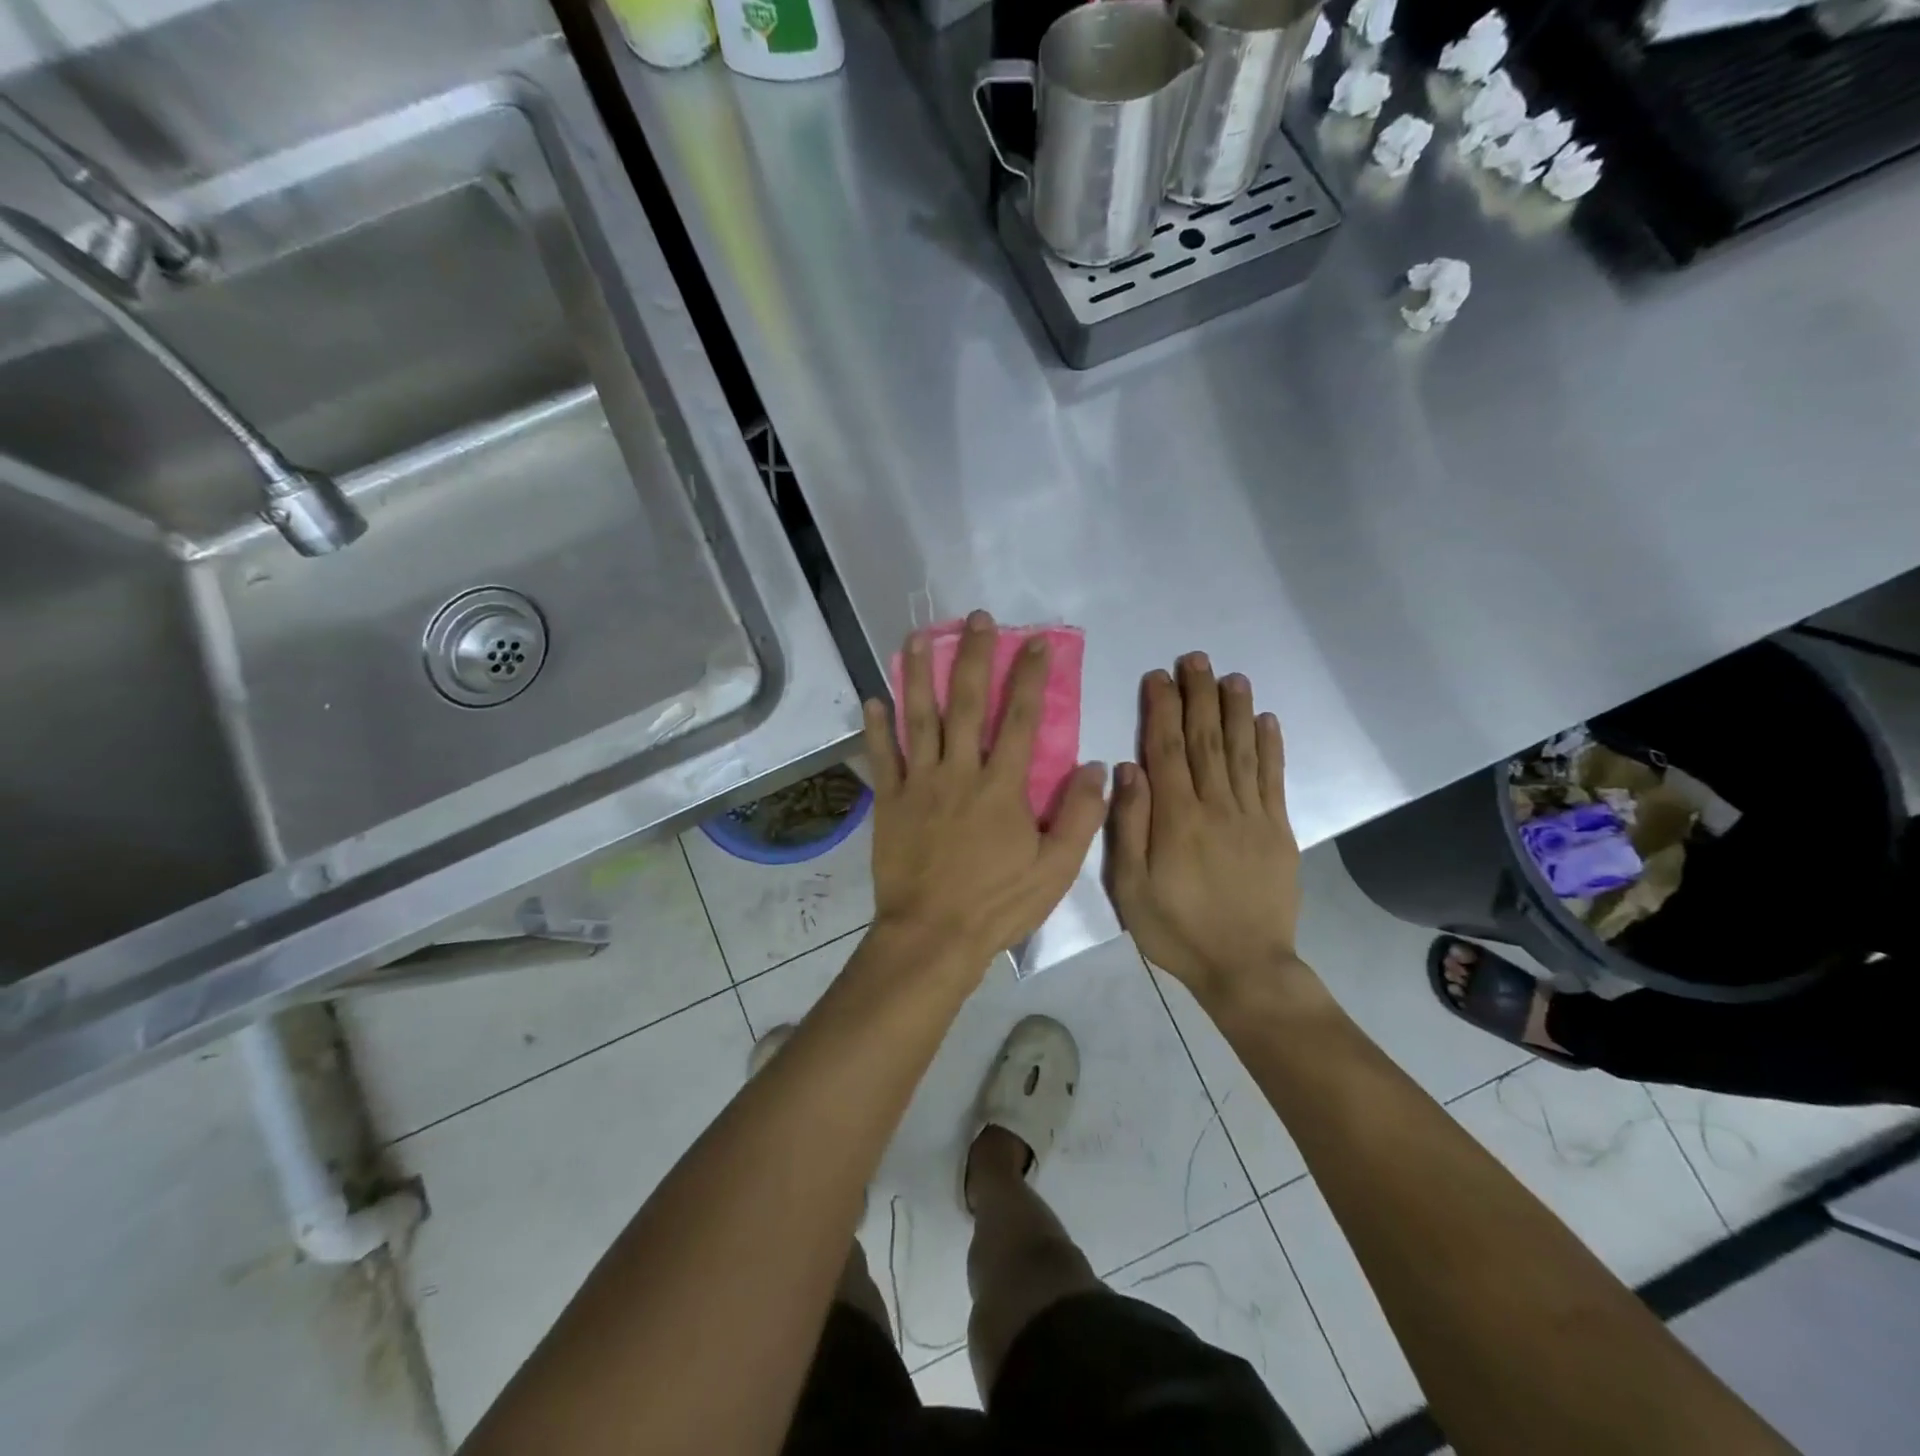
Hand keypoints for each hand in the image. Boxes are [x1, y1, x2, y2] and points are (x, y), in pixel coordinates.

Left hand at [863, 610, 1108, 977]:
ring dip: (918, 674)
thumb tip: (1095, 766)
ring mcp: (920, 783)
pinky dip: (876, 727)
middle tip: (977, 619)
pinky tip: (872, 698)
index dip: (1030, 677)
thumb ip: (1080, 816)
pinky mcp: (891, 801)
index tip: (1035, 642)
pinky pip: (882, 756)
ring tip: (917, 637)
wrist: (932, 936)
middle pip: (968, 703)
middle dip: (974, 657)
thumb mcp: (1056, 870)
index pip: (1023, 719)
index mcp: (1003, 787)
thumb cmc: (997, 904)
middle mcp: (960, 772)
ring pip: (919, 718)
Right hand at [1105, 653, 1303, 1009]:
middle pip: (1206, 740)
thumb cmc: (1176, 929)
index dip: (1162, 709)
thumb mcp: (1132, 887)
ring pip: (1242, 751)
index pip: (1167, 750)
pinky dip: (1270, 747)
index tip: (1158, 676)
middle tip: (1195, 658)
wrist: (1245, 968)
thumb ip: (1129, 825)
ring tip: (1230, 676)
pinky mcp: (1278, 831)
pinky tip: (1266, 720)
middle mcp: (1216, 806)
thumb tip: (1127, 767)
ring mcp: (1252, 816)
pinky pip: (1273, 780)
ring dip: (1236, 710)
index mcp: (1176, 818)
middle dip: (1199, 696)